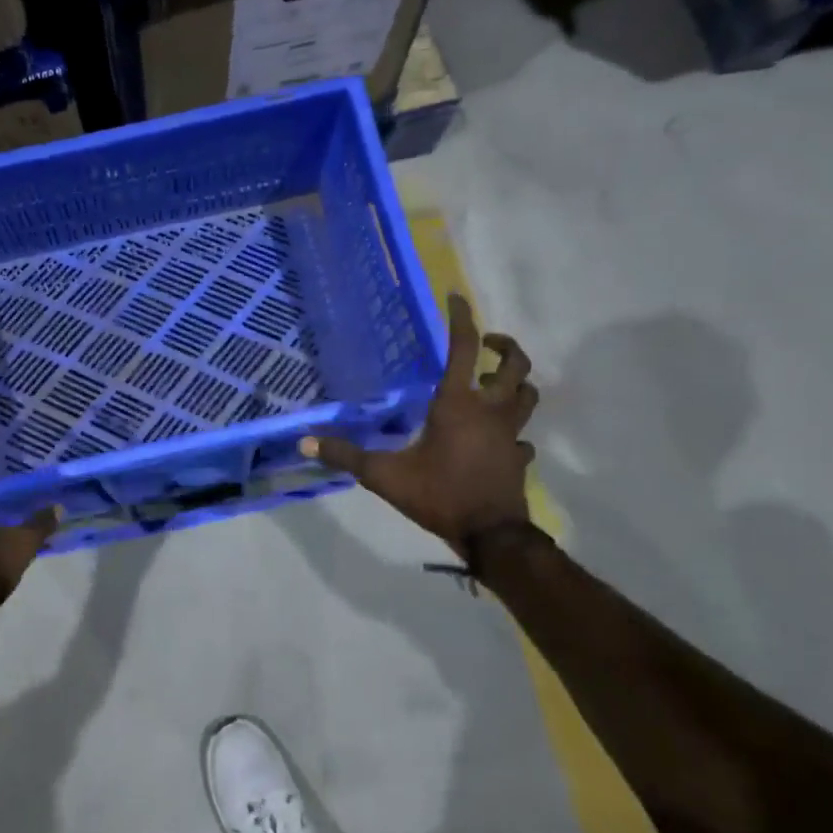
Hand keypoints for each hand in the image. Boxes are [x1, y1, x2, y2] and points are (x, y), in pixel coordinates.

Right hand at [302, 294, 536, 555]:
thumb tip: (305, 442)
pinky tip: (498, 438)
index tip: (456, 297)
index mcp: (458, 405)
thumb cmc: (438, 495)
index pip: (464, 349)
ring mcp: (510, 434)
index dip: (462, 319)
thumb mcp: (384, 475)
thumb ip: (346, 456)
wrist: (490, 535)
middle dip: (504, 346)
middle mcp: (490, 411)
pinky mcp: (518, 457)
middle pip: (514, 365)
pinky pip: (522, 435)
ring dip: (516, 383)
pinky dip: (512, 429)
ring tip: (495, 383)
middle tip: (486, 343)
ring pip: (527, 395)